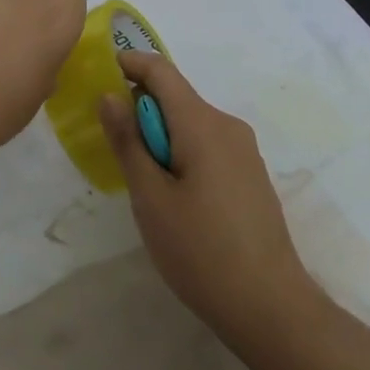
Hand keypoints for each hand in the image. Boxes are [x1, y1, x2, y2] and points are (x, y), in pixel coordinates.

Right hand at [99, 52, 322, 355]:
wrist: (269, 306)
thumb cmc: (200, 251)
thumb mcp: (150, 197)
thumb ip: (128, 141)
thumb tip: (110, 95)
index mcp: (202, 124)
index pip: (161, 71)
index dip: (129, 64)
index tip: (99, 76)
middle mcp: (227, 126)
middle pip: (176, 97)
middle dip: (140, 110)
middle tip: (111, 145)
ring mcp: (244, 151)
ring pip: (190, 124)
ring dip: (160, 136)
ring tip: (140, 180)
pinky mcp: (249, 174)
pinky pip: (207, 145)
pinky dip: (180, 152)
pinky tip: (173, 197)